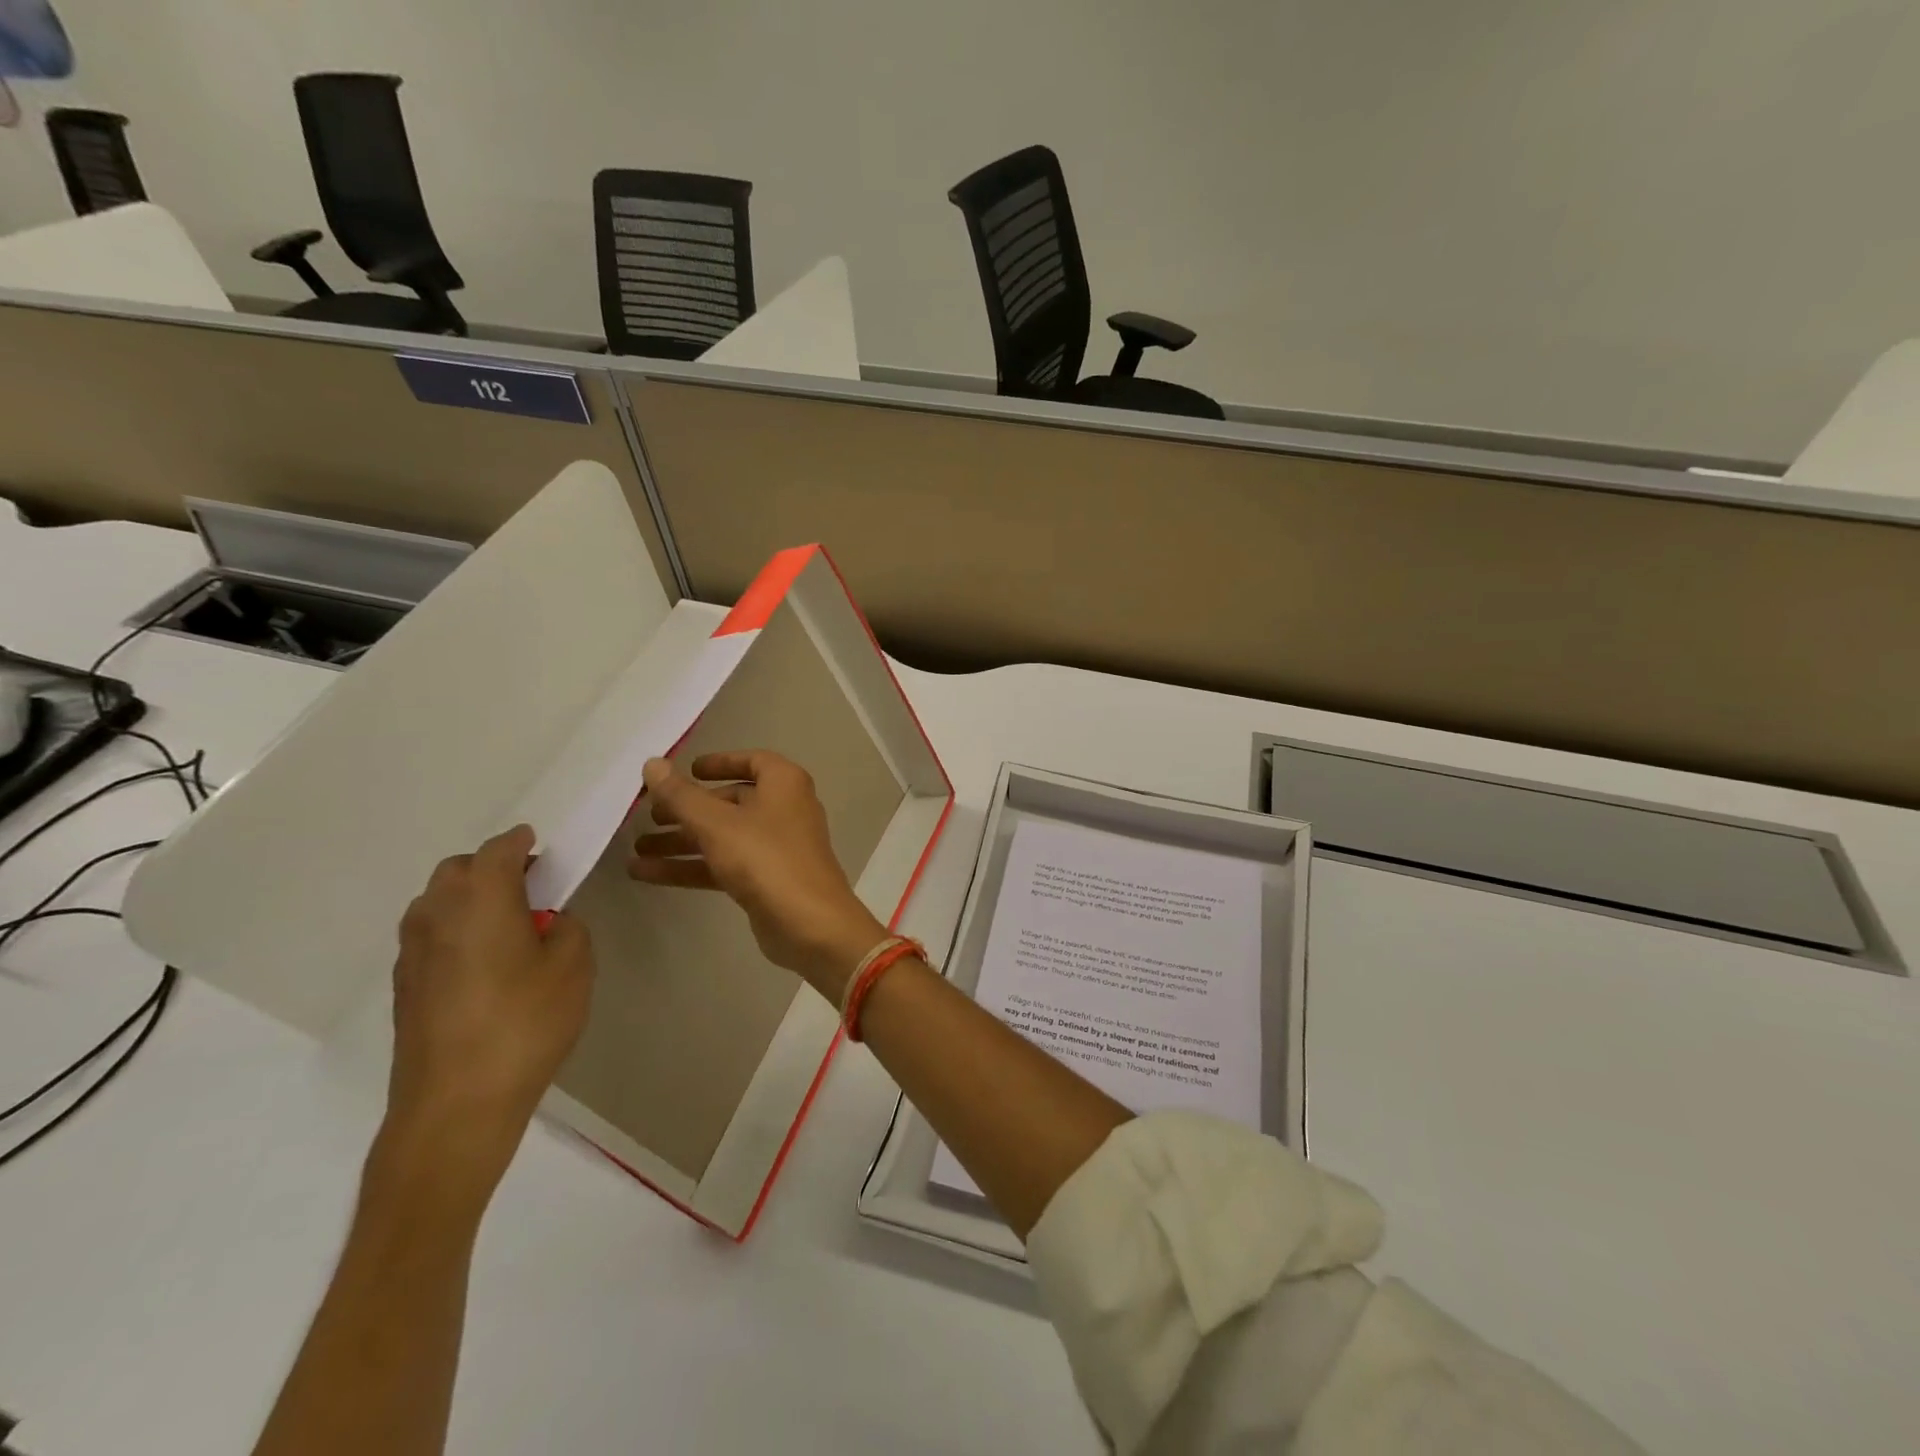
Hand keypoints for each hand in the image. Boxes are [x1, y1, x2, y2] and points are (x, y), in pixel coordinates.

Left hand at [384, 825, 595, 1197]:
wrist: (455, 1104)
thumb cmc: (524, 1024)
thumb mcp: (573, 967)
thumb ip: (566, 929)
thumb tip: (546, 923)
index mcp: (481, 899)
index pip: (499, 850)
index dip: (521, 842)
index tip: (540, 845)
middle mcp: (437, 915)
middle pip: (458, 870)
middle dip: (492, 867)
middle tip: (530, 887)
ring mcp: (412, 953)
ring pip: (437, 902)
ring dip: (469, 898)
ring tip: (506, 924)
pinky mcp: (404, 987)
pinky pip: (430, 936)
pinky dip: (455, 930)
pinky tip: (484, 962)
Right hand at [628, 752, 887, 1002]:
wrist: (809, 924)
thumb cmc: (766, 859)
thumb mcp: (716, 823)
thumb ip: (681, 795)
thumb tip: (652, 763)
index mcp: (784, 783)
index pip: (752, 761)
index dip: (720, 763)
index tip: (687, 770)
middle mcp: (784, 808)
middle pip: (731, 801)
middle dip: (689, 808)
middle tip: (647, 816)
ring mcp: (777, 846)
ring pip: (723, 836)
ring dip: (682, 841)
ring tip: (636, 849)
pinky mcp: (767, 879)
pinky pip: (724, 864)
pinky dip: (691, 866)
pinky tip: (646, 874)